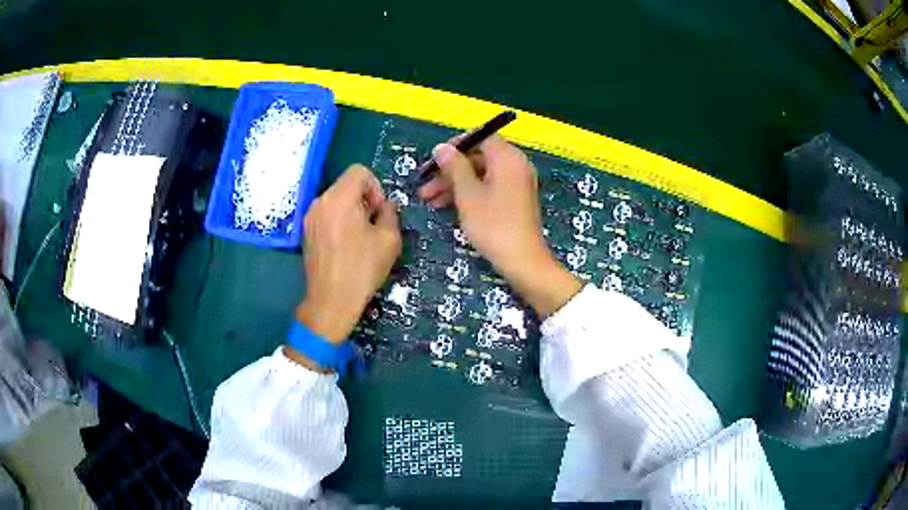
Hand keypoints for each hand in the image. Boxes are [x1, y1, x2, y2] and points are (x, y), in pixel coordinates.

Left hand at [294, 165, 401, 345]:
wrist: (331, 301)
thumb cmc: (362, 269)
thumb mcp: (389, 239)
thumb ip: (390, 213)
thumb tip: (385, 207)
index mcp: (339, 198)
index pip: (359, 171)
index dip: (375, 187)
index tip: (379, 212)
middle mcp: (320, 202)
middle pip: (346, 185)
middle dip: (364, 199)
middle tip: (373, 226)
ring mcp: (310, 217)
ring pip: (336, 200)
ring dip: (352, 210)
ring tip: (360, 238)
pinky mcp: (306, 232)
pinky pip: (327, 214)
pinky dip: (339, 221)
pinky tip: (346, 246)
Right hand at [417, 136, 580, 316]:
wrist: (522, 261)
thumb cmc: (493, 225)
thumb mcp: (467, 194)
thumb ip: (454, 167)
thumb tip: (441, 147)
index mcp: (507, 158)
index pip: (480, 137)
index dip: (455, 146)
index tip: (434, 160)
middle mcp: (516, 165)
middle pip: (478, 157)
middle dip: (450, 170)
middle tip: (426, 185)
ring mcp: (517, 183)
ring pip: (481, 175)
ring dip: (455, 184)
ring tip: (430, 200)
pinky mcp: (515, 200)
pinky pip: (489, 187)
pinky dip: (469, 193)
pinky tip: (447, 207)